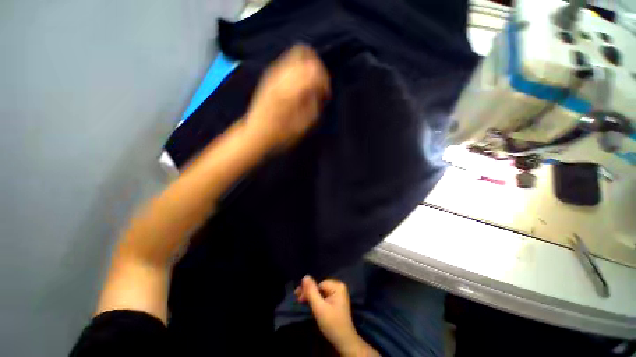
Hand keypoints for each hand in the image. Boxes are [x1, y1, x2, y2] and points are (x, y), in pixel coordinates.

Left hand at [245, 44, 329, 148]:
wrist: (256, 134)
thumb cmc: (281, 134)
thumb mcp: (303, 125)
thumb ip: (314, 104)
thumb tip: (320, 91)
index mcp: (291, 89)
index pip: (314, 70)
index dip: (324, 81)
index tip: (325, 95)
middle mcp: (282, 75)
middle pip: (305, 53)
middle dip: (317, 67)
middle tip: (320, 84)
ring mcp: (273, 73)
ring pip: (295, 53)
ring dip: (307, 66)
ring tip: (310, 83)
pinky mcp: (269, 76)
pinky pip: (287, 61)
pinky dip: (298, 67)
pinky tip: (299, 83)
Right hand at [296, 276, 379, 356]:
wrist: (344, 342)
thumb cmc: (332, 324)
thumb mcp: (319, 307)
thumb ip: (311, 292)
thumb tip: (305, 276)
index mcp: (337, 286)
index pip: (319, 284)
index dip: (308, 290)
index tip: (298, 298)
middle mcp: (339, 287)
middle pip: (320, 287)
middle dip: (309, 293)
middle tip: (298, 299)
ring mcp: (339, 294)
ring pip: (321, 292)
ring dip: (312, 297)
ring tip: (302, 301)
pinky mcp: (337, 301)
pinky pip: (324, 297)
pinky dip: (317, 300)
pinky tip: (311, 303)